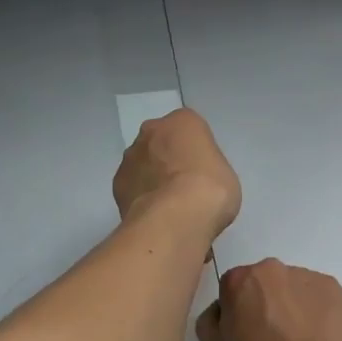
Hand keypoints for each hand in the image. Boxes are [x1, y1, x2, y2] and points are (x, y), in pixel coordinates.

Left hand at [113, 107, 241, 241]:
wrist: (174, 219)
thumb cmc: (210, 190)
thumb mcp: (225, 174)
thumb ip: (207, 168)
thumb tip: (195, 181)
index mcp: (183, 121)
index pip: (190, 129)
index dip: (196, 151)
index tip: (203, 171)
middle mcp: (151, 131)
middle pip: (161, 142)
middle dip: (169, 159)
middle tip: (185, 186)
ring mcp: (130, 157)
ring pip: (143, 163)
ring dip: (152, 177)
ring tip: (168, 207)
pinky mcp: (117, 184)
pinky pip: (133, 186)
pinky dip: (141, 197)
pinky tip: (154, 216)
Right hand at [198, 259, 341, 340]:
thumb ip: (210, 321)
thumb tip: (221, 310)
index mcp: (239, 280)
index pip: (231, 290)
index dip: (237, 314)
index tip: (245, 337)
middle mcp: (271, 268)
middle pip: (263, 284)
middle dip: (264, 304)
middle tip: (272, 340)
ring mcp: (305, 275)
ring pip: (292, 288)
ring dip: (291, 307)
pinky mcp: (332, 287)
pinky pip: (317, 295)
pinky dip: (316, 311)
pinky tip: (318, 339)